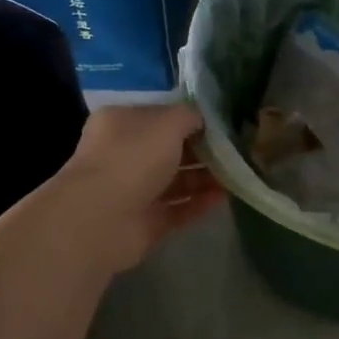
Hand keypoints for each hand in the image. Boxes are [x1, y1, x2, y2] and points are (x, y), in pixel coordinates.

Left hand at [53, 103, 224, 272]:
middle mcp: (124, 155)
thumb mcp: (167, 123)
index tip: (222, 124)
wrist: (101, 219)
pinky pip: (177, 210)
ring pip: (175, 181)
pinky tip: (224, 198)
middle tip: (235, 151)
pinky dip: (198, 204)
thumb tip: (201, 117)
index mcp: (121, 124)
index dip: (190, 119)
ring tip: (236, 175)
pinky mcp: (143, 222)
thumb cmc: (133, 158)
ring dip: (204, 178)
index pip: (160, 116)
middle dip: (202, 151)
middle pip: (169, 150)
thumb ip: (189, 116)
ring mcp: (132, 191)